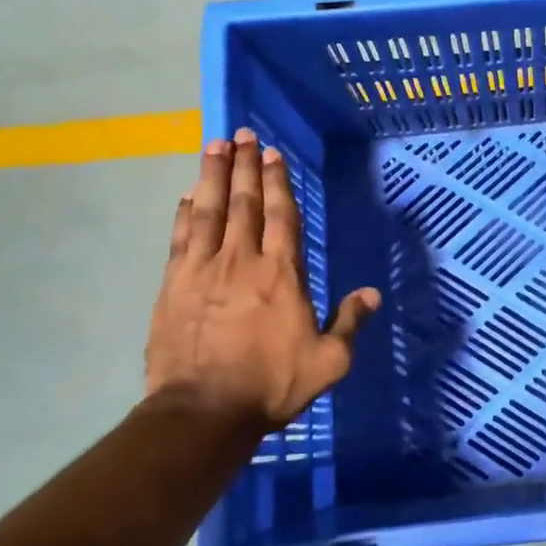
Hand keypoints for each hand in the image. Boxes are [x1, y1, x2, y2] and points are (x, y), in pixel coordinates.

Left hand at [144, 128, 380, 432]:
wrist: (204, 410)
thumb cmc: (272, 384)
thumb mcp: (329, 360)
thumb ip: (350, 322)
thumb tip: (372, 294)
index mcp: (282, 273)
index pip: (281, 215)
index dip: (277, 181)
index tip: (272, 154)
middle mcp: (242, 259)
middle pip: (243, 202)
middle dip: (244, 165)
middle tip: (241, 134)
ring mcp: (202, 269)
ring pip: (208, 210)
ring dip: (211, 175)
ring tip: (215, 146)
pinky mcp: (173, 284)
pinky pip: (180, 236)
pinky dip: (184, 211)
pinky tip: (186, 195)